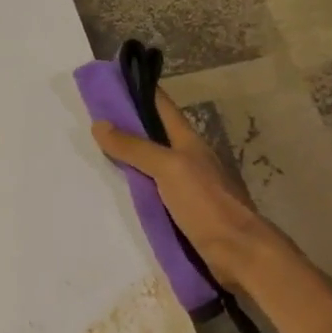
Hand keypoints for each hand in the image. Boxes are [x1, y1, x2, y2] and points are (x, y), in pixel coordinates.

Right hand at [92, 88, 284, 285]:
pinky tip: (120, 192)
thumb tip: (100, 124)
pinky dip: (136, 186)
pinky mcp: (184, 212)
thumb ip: (135, 148)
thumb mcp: (169, 168)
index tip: (113, 80)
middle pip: (155, 135)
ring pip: (153, 164)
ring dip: (130, 158)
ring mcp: (188, 186)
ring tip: (98, 154)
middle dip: (129, 125)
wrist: (238, 252)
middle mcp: (189, 159)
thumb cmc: (206, 204)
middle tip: (93, 119)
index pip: (162, 107)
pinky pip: (154, 192)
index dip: (140, 91)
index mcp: (189, 142)